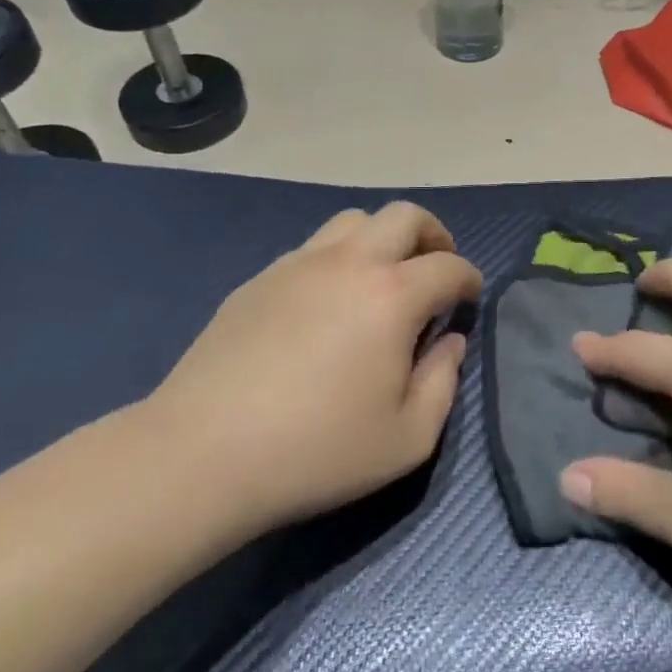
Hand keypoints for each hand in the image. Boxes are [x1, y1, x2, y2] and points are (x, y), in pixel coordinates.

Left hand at [143, 203, 481, 534]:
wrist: (201, 455)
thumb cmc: (317, 451)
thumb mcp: (407, 439)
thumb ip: (444, 383)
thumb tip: (450, 342)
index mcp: (392, 296)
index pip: (449, 265)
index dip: (469, 279)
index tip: (469, 299)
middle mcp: (349, 263)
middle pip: (404, 215)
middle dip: (433, 234)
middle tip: (435, 269)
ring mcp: (298, 265)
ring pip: (354, 221)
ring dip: (383, 239)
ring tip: (383, 279)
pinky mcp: (259, 280)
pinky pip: (312, 248)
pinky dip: (338, 259)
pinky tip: (328, 303)